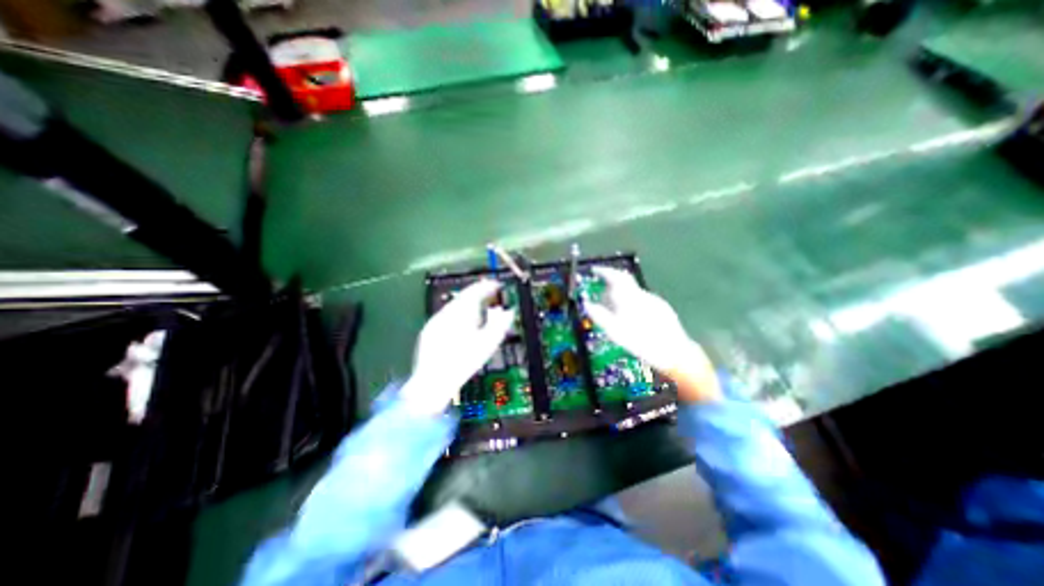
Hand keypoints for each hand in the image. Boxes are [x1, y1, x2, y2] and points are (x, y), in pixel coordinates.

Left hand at [400, 280, 512, 414]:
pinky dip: (458, 314)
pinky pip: (447, 315)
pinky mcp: (429, 331)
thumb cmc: (464, 362)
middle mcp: (446, 312)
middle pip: (464, 296)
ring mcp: (435, 321)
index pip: (475, 290)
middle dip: (478, 294)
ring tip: (480, 310)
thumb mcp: (488, 344)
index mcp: (461, 312)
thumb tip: (508, 311)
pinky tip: (463, 325)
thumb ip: (500, 324)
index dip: (487, 286)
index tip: (497, 285)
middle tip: (491, 296)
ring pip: (454, 306)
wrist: (432, 382)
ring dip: (468, 304)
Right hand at [584, 265, 722, 401]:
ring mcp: (655, 301)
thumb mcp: (616, 333)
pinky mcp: (662, 308)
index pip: (617, 276)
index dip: (605, 271)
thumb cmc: (643, 344)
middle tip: (601, 296)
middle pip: (625, 282)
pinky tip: (631, 317)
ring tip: (614, 311)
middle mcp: (644, 295)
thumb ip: (600, 316)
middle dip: (611, 285)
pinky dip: (631, 303)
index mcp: (632, 298)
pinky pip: (641, 299)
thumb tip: (587, 304)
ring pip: (633, 292)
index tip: (595, 270)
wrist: (676, 354)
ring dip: (621, 296)